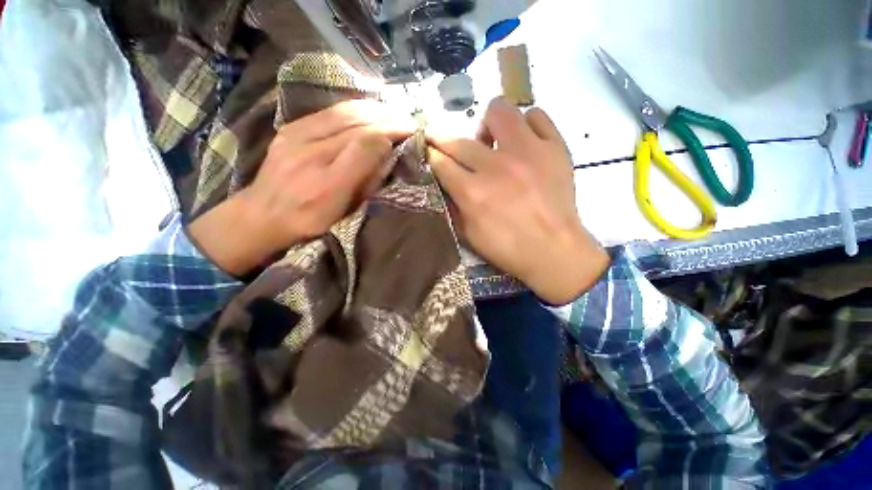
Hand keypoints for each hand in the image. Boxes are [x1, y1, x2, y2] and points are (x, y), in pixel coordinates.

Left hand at [188, 100, 414, 275]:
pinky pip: (329, 112)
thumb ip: (366, 184)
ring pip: (345, 113)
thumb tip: (388, 155)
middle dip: (388, 119)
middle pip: (358, 124)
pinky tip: (368, 111)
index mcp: (329, 183)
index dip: (392, 134)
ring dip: (375, 110)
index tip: (411, 133)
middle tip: (408, 121)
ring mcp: (297, 136)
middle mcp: (312, 154)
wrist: (261, 214)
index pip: (366, 145)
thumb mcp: (343, 212)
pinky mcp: (291, 128)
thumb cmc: (310, 220)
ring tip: (394, 113)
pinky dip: (354, 108)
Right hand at [429, 98, 608, 303]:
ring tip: (494, 144)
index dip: (430, 155)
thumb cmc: (507, 247)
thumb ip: (452, 204)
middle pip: (460, 140)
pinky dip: (526, 126)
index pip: (440, 161)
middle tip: (452, 151)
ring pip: (499, 110)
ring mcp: (528, 151)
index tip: (429, 152)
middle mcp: (496, 166)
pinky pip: (536, 116)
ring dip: (488, 126)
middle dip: (445, 141)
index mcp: (473, 192)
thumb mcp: (468, 234)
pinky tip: (524, 143)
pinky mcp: (555, 147)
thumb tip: (442, 181)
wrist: (554, 250)